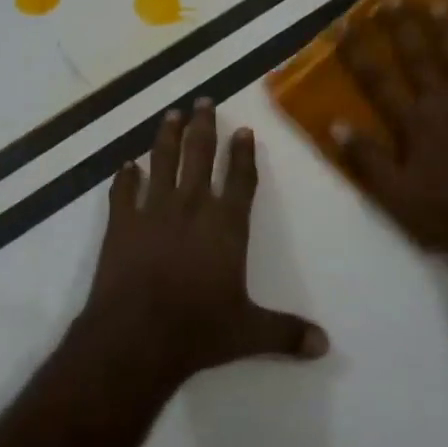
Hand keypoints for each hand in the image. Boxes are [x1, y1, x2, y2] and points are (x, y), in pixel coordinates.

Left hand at [82, 99, 328, 384]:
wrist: (137, 336)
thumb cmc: (198, 330)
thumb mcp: (250, 333)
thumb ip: (287, 334)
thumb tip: (325, 345)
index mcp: (226, 226)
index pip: (241, 179)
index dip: (243, 153)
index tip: (243, 129)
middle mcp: (192, 207)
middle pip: (199, 155)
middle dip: (203, 126)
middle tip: (203, 100)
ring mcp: (153, 211)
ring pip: (162, 161)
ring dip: (166, 136)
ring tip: (170, 115)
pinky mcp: (121, 223)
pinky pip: (123, 192)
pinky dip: (125, 177)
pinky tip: (126, 165)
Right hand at [335, 3, 447, 290]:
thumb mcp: (396, 198)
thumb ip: (367, 159)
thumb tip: (335, 124)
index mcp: (414, 123)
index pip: (377, 79)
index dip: (357, 50)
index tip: (344, 23)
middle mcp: (444, 103)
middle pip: (419, 57)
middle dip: (402, 27)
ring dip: (447, 29)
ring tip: (437, 2)